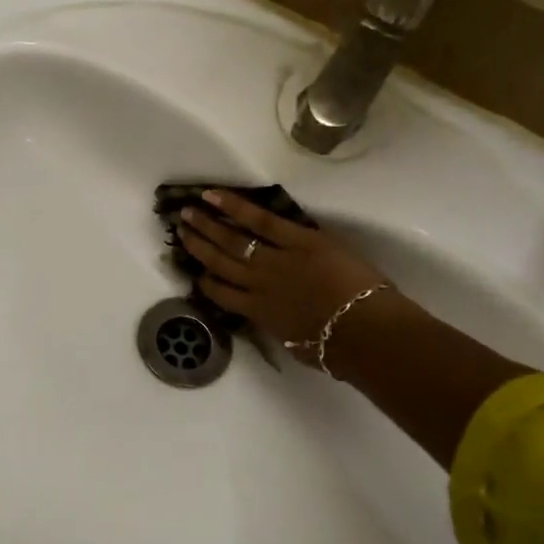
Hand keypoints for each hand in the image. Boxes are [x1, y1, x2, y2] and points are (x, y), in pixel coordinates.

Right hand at [177, 190, 390, 357]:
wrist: (362, 330)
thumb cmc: (337, 348)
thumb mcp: (300, 346)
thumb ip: (285, 332)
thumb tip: (283, 328)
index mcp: (259, 312)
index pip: (221, 295)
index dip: (205, 282)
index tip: (195, 272)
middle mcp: (257, 284)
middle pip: (219, 262)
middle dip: (197, 245)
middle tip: (181, 229)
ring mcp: (274, 259)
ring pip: (231, 239)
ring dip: (207, 224)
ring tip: (188, 212)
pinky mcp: (297, 239)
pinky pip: (260, 219)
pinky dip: (234, 206)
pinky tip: (213, 195)